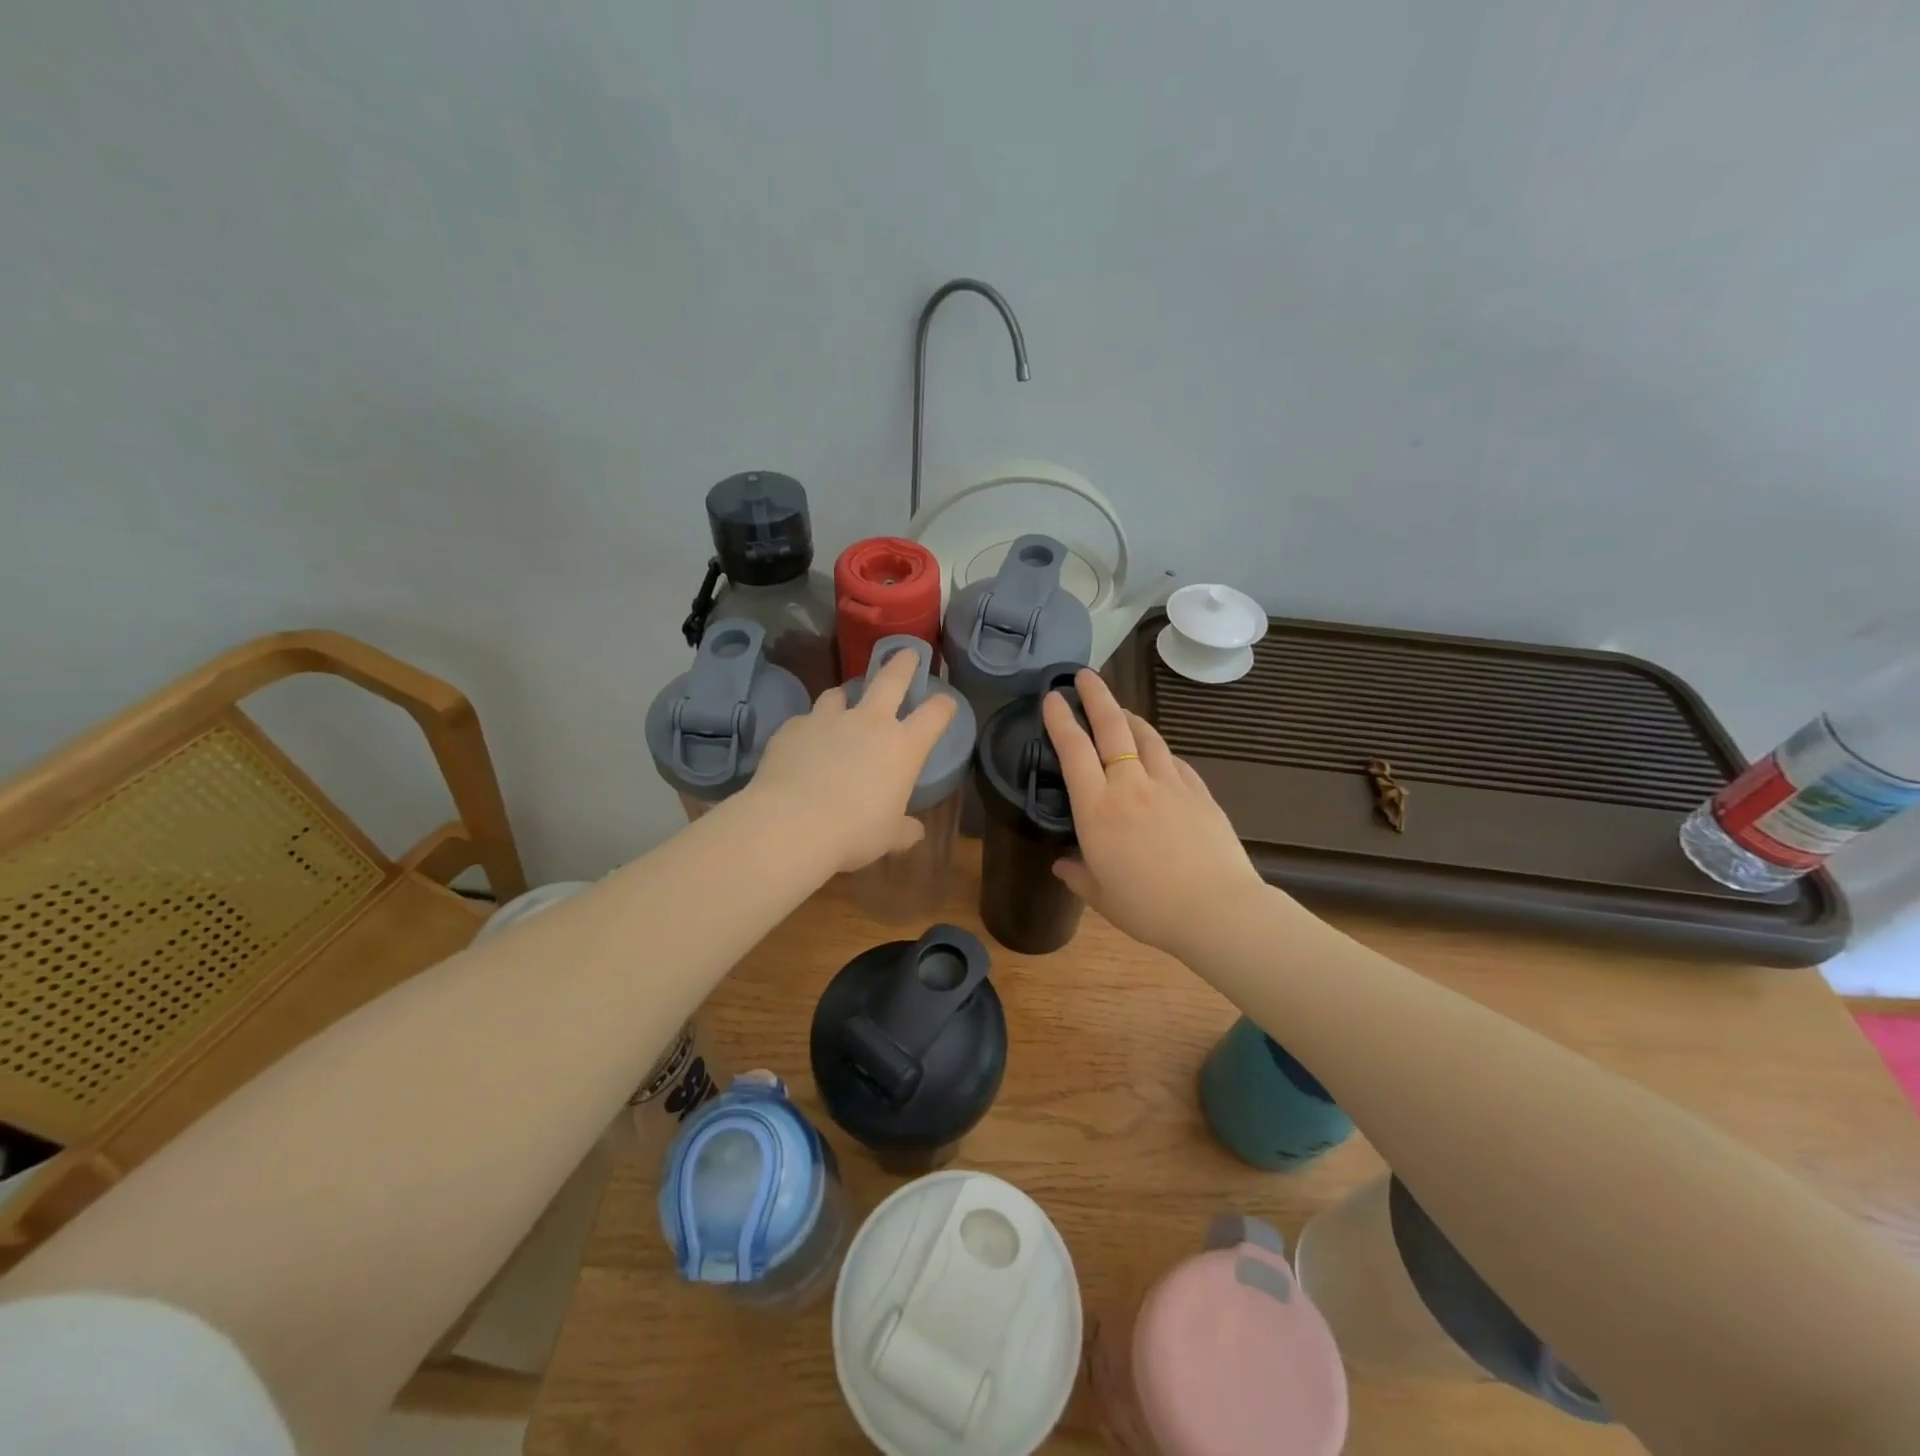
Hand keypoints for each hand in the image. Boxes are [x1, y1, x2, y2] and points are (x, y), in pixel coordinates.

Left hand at [747, 648, 958, 873]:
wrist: (792, 823)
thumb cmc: (854, 832)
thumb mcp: (887, 837)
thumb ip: (903, 830)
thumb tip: (915, 833)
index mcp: (903, 747)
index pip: (935, 714)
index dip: (944, 705)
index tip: (946, 703)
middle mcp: (869, 722)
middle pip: (891, 679)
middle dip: (902, 664)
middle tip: (907, 654)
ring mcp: (828, 719)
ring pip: (839, 693)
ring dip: (845, 696)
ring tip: (843, 702)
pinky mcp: (793, 727)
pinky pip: (805, 720)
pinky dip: (809, 727)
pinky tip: (804, 743)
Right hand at [1042, 669, 1268, 955]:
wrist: (1216, 909)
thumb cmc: (1148, 907)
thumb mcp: (1101, 896)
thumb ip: (1078, 874)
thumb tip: (1062, 865)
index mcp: (1097, 809)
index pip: (1073, 750)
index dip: (1060, 720)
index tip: (1053, 697)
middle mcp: (1130, 785)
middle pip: (1111, 727)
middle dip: (1096, 696)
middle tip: (1084, 675)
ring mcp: (1169, 784)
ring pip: (1146, 737)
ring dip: (1129, 717)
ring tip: (1120, 710)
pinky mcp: (1199, 792)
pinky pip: (1174, 761)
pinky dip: (1160, 751)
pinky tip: (1158, 754)